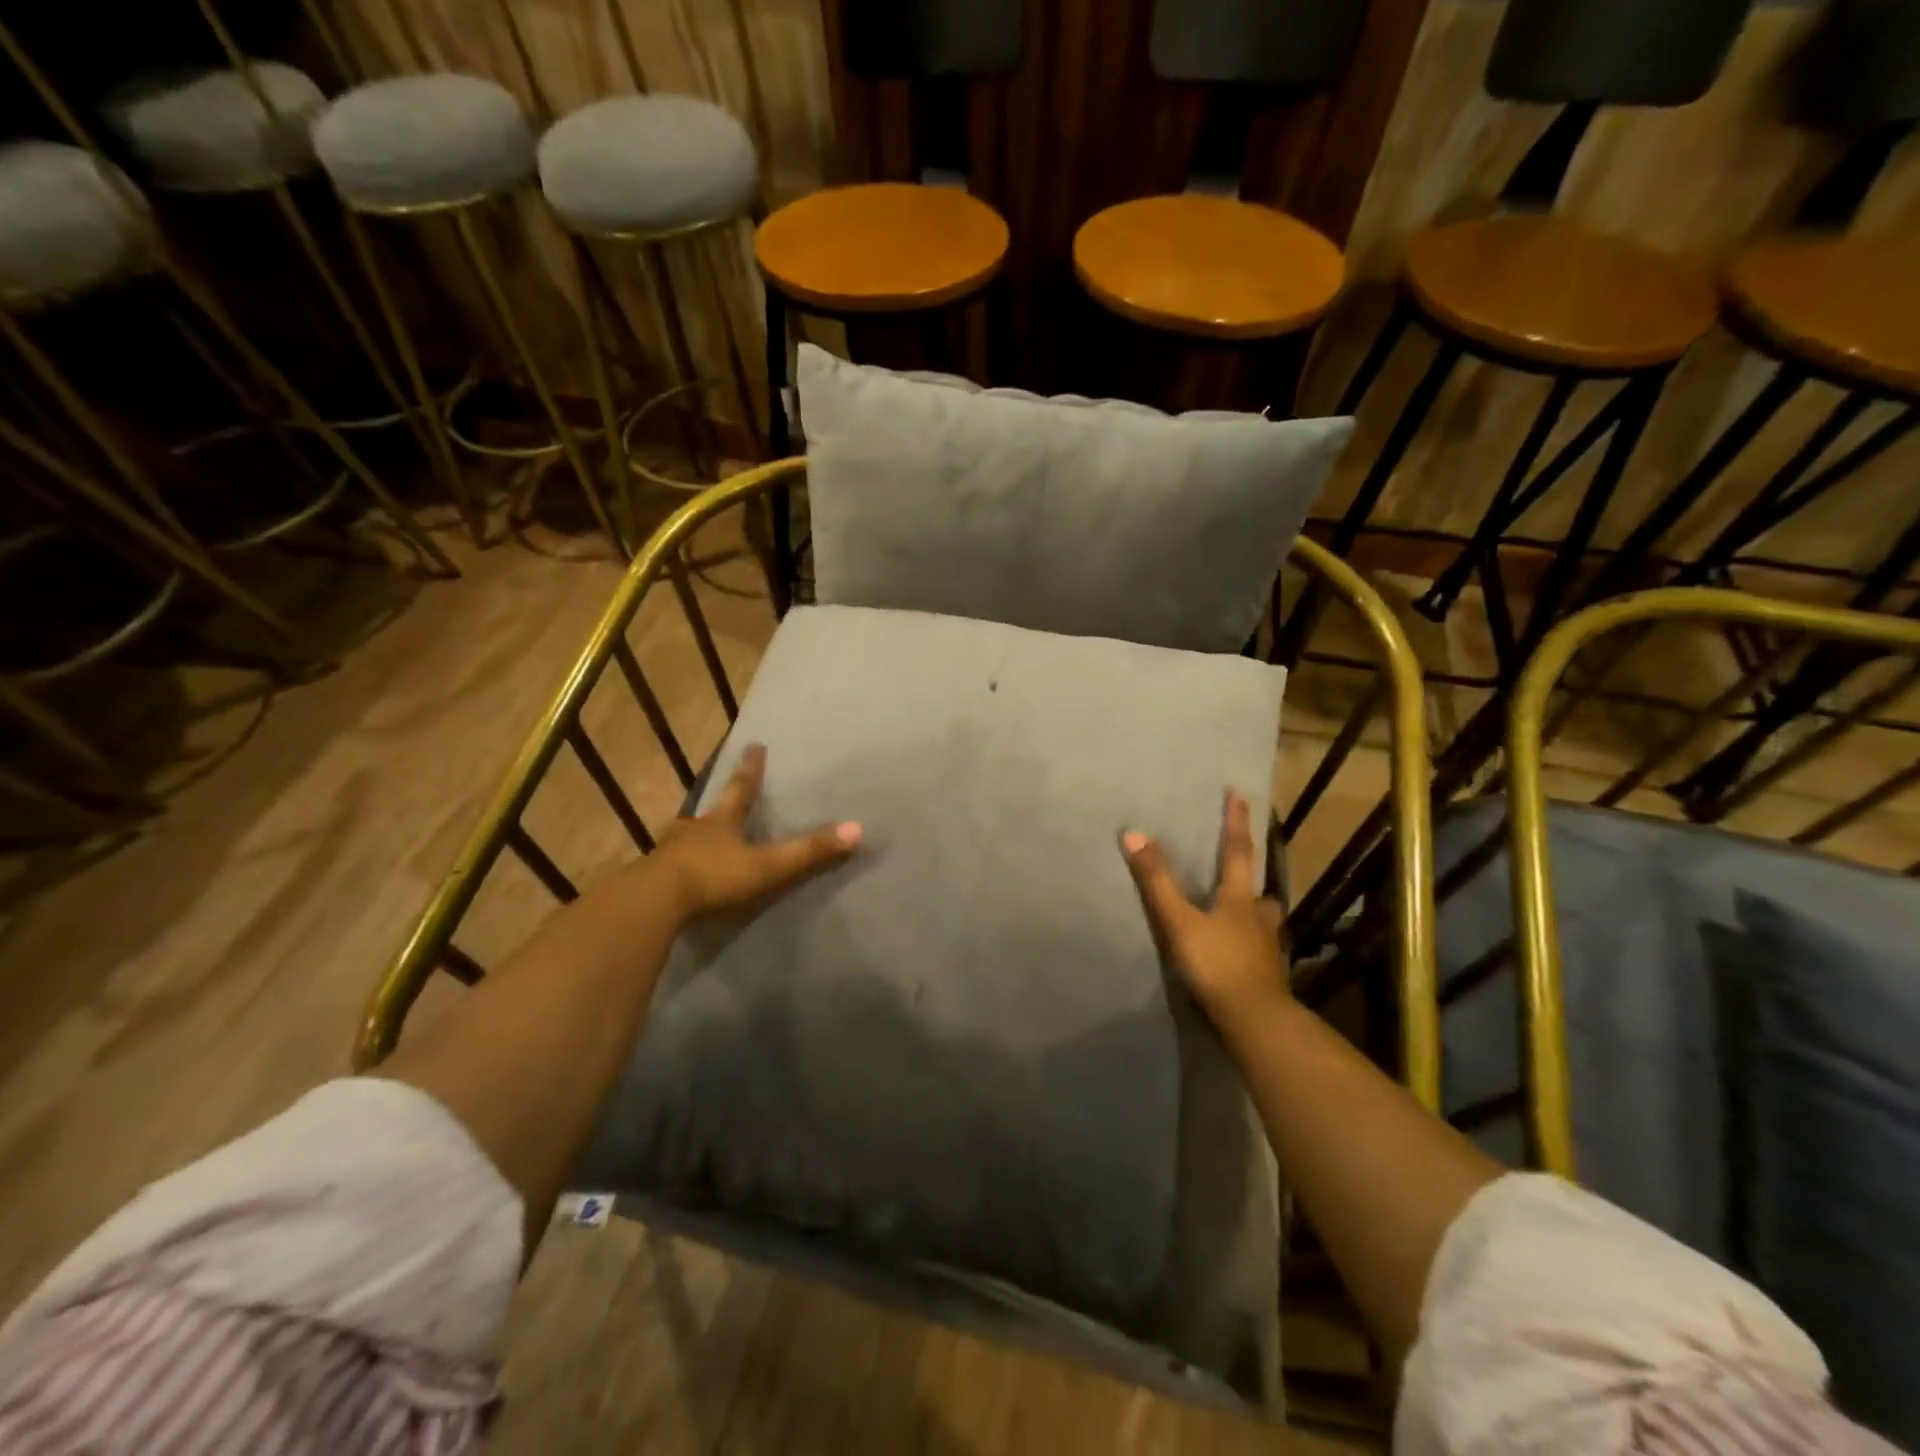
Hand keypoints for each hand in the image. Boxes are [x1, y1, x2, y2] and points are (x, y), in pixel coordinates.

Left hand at [653, 744, 860, 920]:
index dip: (751, 768)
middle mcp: (694, 830)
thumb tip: (858, 829)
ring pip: (687, 837)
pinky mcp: (654, 878)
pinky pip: (672, 866)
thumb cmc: (713, 877)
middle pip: (710, 811)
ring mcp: (669, 853)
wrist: (653, 903)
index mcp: (721, 822)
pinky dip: (681, 865)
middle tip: (724, 798)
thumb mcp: (767, 865)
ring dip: (697, 835)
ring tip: (701, 837)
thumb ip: (809, 851)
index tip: (754, 745)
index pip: (741, 789)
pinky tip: (681, 874)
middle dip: (720, 804)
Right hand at [1120, 790, 1287, 1028]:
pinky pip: (1259, 950)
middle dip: (1251, 877)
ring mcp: (1266, 948)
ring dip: (1255, 913)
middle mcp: (1258, 918)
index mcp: (1239, 898)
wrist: (1255, 1020)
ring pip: (1264, 922)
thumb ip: (1156, 881)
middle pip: (1258, 889)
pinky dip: (1251, 944)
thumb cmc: (1217, 964)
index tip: (1239, 794)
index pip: (1237, 851)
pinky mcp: (1266, 975)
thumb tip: (1134, 834)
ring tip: (1243, 913)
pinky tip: (1241, 953)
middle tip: (1244, 873)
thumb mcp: (1179, 921)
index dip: (1236, 822)